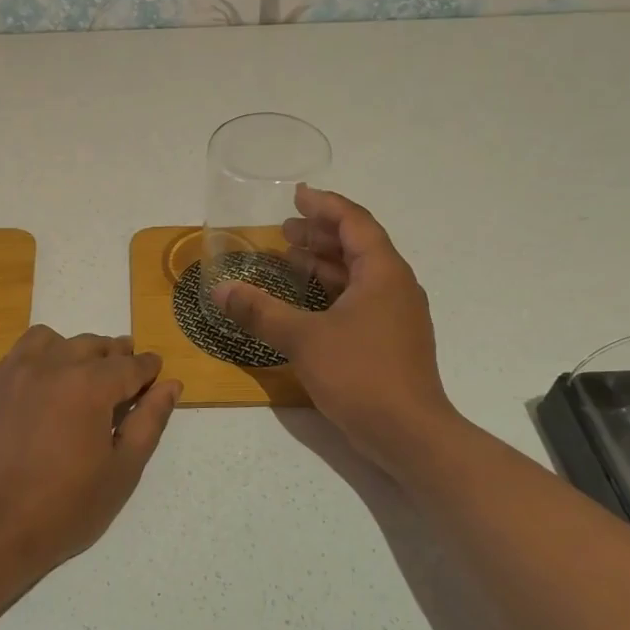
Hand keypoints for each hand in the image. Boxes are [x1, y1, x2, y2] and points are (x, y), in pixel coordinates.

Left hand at [0, 328, 181, 569]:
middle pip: (93, 346)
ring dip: (75, 350)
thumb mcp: (122, 470)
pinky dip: (41, 356)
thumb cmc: (66, 507)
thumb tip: (171, 385)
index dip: (148, 368)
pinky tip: (45, 384)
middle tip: (126, 376)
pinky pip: (20, 353)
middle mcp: (52, 366)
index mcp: (89, 386)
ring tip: (82, 375)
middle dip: (116, 356)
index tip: (156, 372)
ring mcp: (15, 373)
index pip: (130, 365)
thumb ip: (149, 421)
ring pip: (54, 340)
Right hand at [212, 186, 460, 473]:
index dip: (325, 206)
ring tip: (288, 259)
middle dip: (321, 234)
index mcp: (383, 273)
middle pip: (358, 246)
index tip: (298, 195)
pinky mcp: (390, 341)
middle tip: (284, 230)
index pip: (355, 223)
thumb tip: (220, 291)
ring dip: (324, 264)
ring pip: (358, 276)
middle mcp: (395, 287)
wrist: (408, 433)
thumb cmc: (360, 374)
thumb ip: (261, 312)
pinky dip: (331, 293)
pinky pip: (358, 301)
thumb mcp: (304, 339)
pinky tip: (305, 305)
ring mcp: (396, 316)